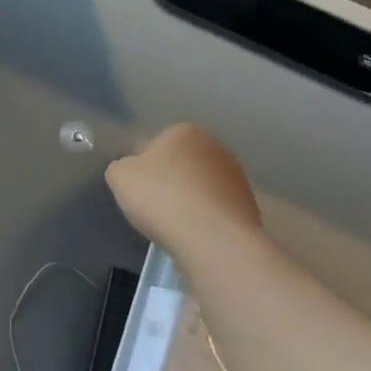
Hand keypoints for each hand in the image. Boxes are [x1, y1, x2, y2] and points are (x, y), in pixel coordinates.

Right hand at [105, 123, 263, 258]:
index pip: (157, 144)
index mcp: (184, 131)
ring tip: (176, 225)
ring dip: (190, 200)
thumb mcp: (119, 176)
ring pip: (202, 187)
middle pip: (183, 164)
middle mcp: (216, 147)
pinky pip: (217, 209)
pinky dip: (206, 219)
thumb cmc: (161, 196)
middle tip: (154, 205)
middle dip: (170, 181)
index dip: (144, 167)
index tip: (139, 188)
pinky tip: (195, 235)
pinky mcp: (250, 206)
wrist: (212, 238)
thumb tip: (132, 171)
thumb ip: (121, 167)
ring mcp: (238, 177)